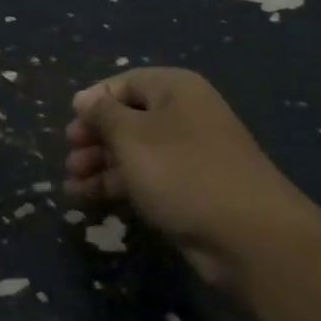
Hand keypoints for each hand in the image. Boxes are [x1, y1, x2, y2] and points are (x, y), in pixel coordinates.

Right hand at [65, 67, 311, 284]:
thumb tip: (85, 98)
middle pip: (128, 117)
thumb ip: (103, 115)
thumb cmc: (183, 172)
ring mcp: (189, 153)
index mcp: (175, 89)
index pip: (125, 83)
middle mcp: (184, 114)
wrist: (250, 237)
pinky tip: (88, 199)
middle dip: (94, 138)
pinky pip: (146, 177)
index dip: (94, 101)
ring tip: (71, 185)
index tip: (70, 126)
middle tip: (70, 158)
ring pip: (134, 151)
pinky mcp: (190, 189)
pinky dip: (118, 184)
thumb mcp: (132, 137)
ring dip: (100, 165)